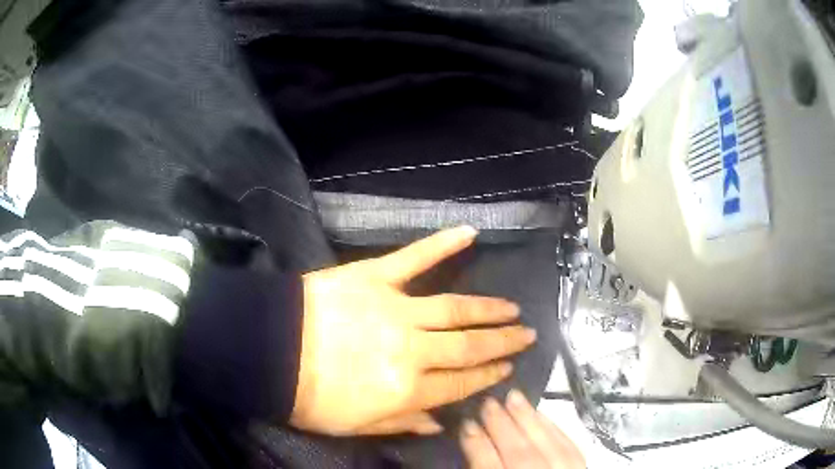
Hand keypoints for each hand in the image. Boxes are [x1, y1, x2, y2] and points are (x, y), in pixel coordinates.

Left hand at [291, 226, 536, 435]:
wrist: (269, 351)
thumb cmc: (310, 397)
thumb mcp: (356, 426)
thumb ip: (404, 423)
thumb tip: (441, 423)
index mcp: (407, 389)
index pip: (461, 383)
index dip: (488, 376)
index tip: (509, 368)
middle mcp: (412, 349)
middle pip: (469, 345)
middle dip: (503, 341)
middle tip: (528, 334)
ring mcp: (396, 308)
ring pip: (455, 307)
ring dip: (488, 307)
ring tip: (512, 307)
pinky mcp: (375, 277)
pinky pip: (414, 257)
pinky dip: (442, 243)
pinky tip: (470, 232)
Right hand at [460, 390, 584, 468]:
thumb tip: (474, 449)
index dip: (477, 445)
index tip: (466, 423)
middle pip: (520, 455)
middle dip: (502, 427)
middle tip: (488, 402)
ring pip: (547, 447)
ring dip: (529, 420)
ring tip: (513, 397)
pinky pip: (571, 447)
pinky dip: (555, 428)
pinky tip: (542, 415)